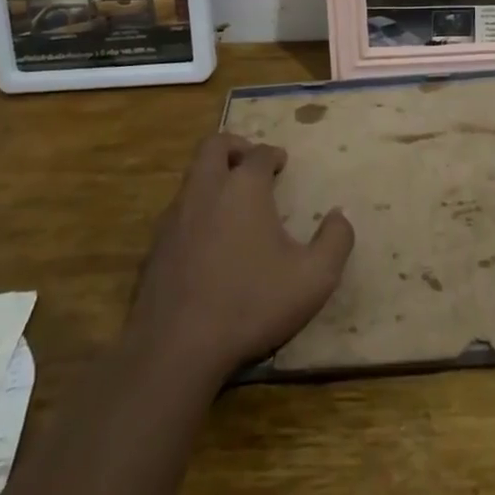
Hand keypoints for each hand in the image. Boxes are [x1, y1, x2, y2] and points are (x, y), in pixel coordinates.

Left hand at [124, 133, 354, 386]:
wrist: (175, 349)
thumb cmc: (250, 304)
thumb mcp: (314, 278)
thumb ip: (335, 241)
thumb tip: (340, 215)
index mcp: (243, 187)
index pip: (259, 153)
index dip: (273, 154)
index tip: (282, 164)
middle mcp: (205, 190)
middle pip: (214, 146)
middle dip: (234, 147)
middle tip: (250, 163)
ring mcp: (174, 217)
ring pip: (192, 178)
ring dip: (212, 179)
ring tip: (232, 205)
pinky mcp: (153, 247)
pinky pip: (177, 213)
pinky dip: (195, 213)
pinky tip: (207, 244)